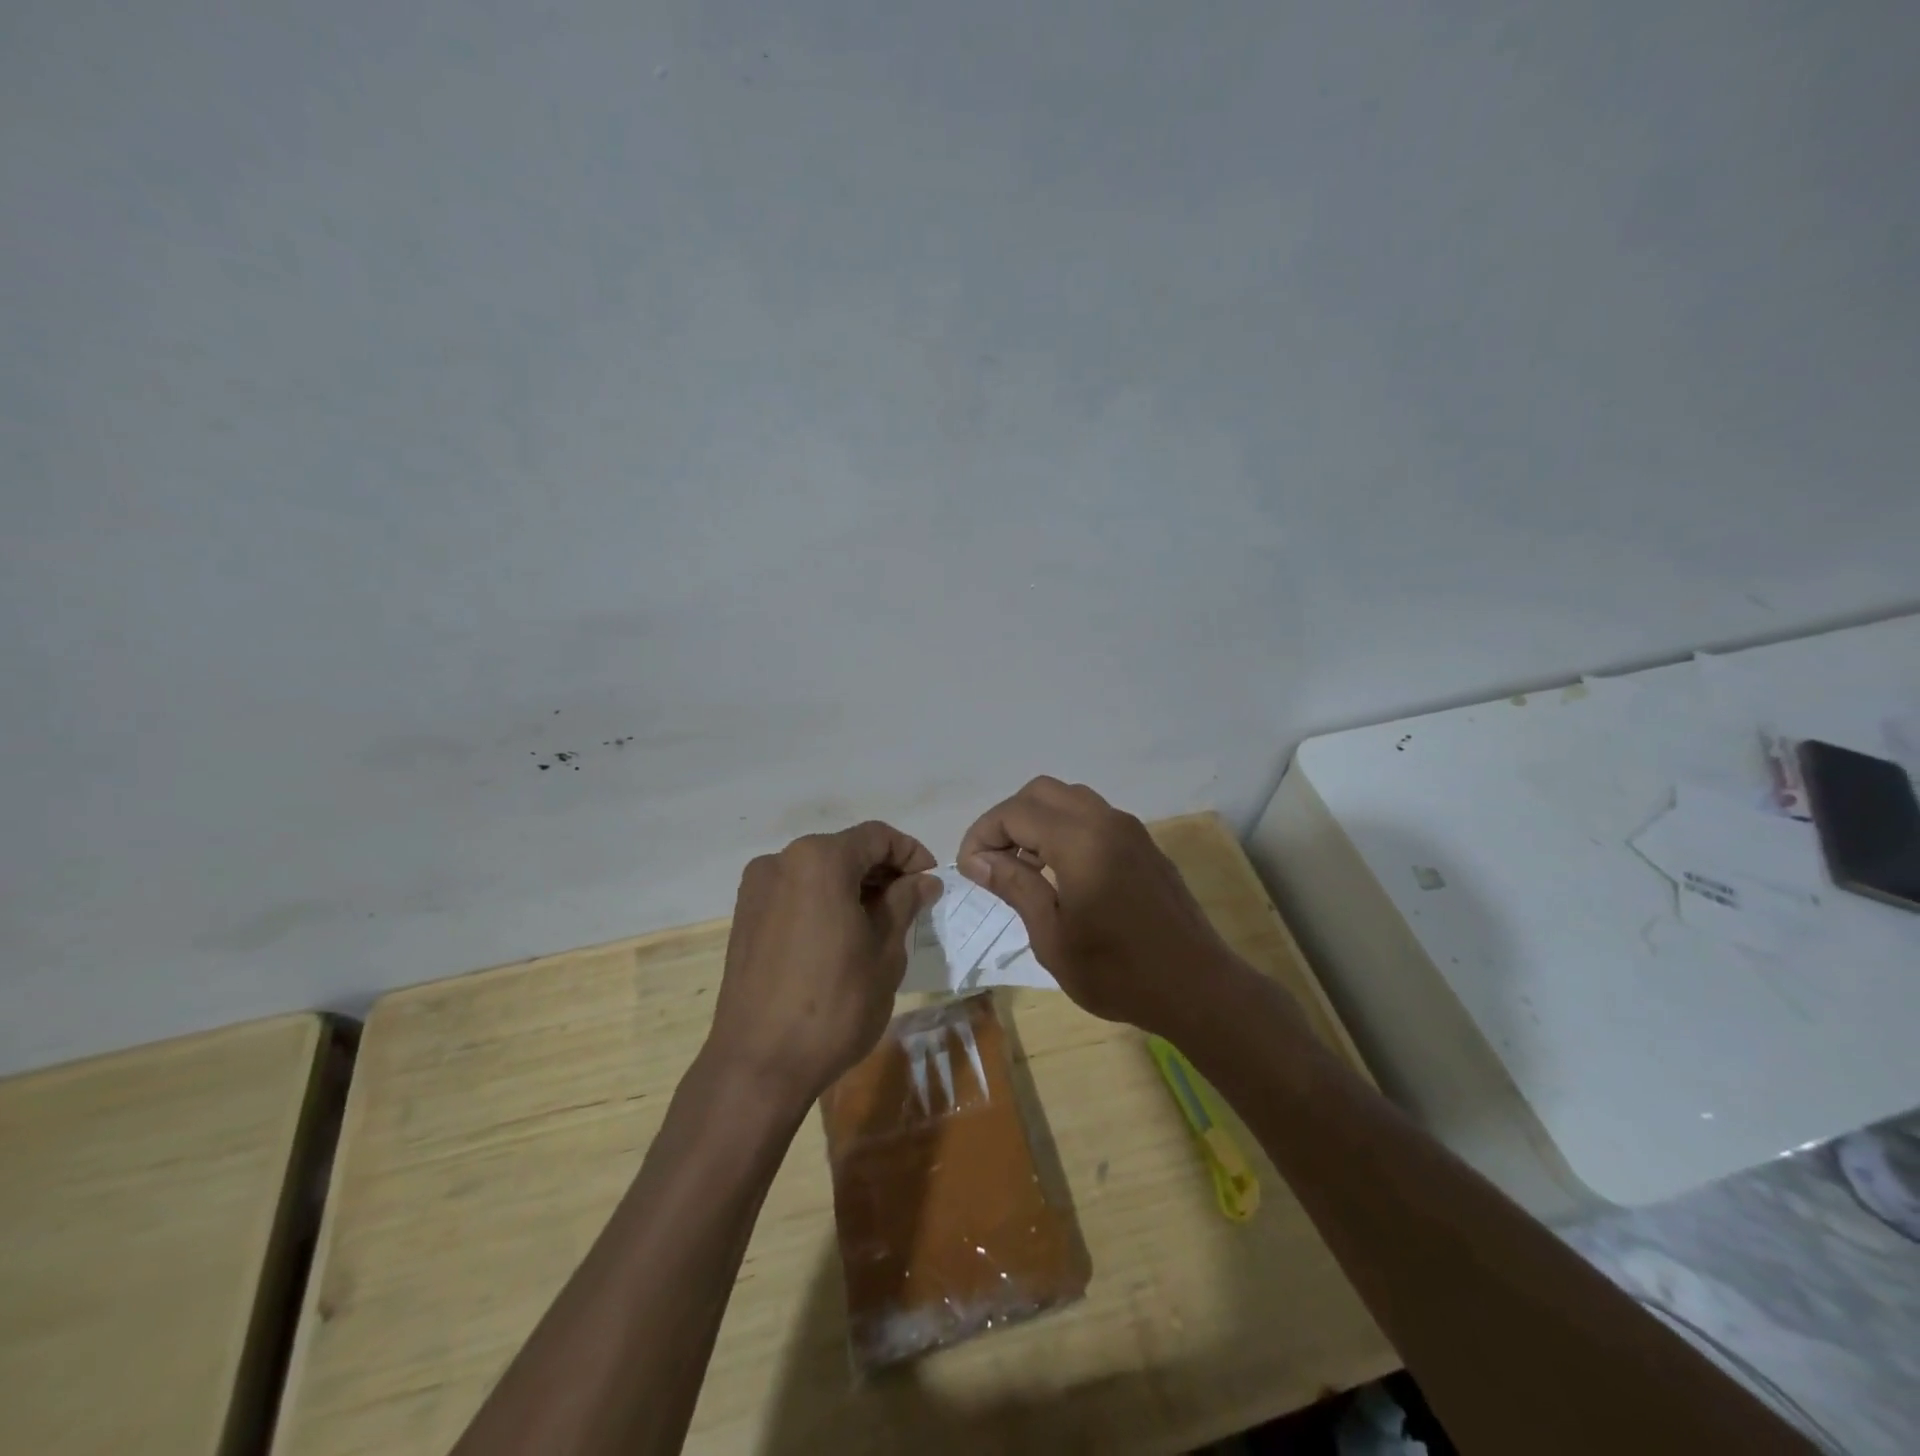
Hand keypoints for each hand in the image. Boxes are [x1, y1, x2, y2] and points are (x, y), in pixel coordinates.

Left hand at [709, 821, 940, 1107]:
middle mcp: (781, 861)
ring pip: (818, 872)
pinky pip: (795, 893)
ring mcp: (756, 889)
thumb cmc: (834, 1004)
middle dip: (882, 871)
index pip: (877, 837)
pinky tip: (842, 936)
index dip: (911, 853)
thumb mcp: (885, 952)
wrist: (758, 1065)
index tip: (932, 883)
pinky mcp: (744, 918)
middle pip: (844, 850)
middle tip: (912, 904)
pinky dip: (824, 902)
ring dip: (853, 887)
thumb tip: (923, 881)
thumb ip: (904, 904)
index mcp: (819, 860)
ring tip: (880, 922)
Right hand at [957, 777, 1243, 1038]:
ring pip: (1069, 799)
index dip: (982, 834)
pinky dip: (1065, 828)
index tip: (969, 869)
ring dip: (1037, 820)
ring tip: (1022, 866)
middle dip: (1008, 819)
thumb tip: (978, 859)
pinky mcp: (1144, 845)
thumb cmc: (1117, 972)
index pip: (1015, 812)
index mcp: (1080, 841)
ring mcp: (1130, 830)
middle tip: (992, 861)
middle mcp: (1106, 821)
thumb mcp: (1052, 936)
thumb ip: (1015, 886)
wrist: (1198, 989)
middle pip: (1041, 792)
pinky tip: (1059, 871)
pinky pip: (1094, 817)